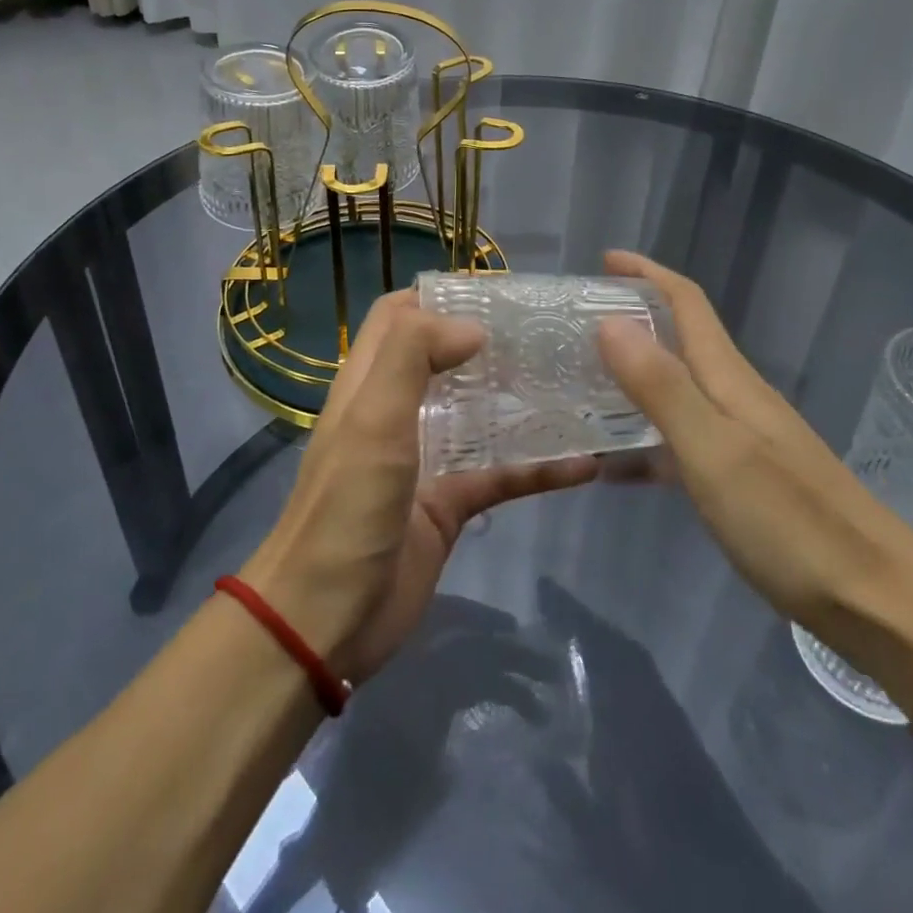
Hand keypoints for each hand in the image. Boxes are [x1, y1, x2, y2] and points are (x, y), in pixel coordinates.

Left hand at [240, 292, 597, 684]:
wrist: (326, 620)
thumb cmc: (346, 507)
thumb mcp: (372, 419)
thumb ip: (412, 356)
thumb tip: (472, 325)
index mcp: (370, 382)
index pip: (398, 316)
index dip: (438, 295)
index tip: (495, 293)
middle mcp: (397, 411)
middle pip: (444, 358)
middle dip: (490, 342)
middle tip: (548, 334)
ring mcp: (426, 457)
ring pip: (479, 413)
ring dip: (519, 399)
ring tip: (574, 382)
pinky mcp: (450, 503)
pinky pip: (501, 474)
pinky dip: (539, 468)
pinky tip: (587, 464)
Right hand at [595, 250, 912, 640]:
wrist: (881, 604)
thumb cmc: (791, 522)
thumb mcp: (714, 451)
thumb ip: (662, 387)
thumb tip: (611, 322)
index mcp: (729, 379)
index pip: (687, 304)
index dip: (647, 274)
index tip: (604, 260)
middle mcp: (736, 397)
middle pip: (681, 339)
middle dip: (632, 318)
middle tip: (576, 326)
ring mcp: (745, 438)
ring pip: (679, 387)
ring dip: (635, 374)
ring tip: (585, 384)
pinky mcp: (747, 478)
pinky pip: (683, 437)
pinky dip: (647, 434)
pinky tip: (620, 462)